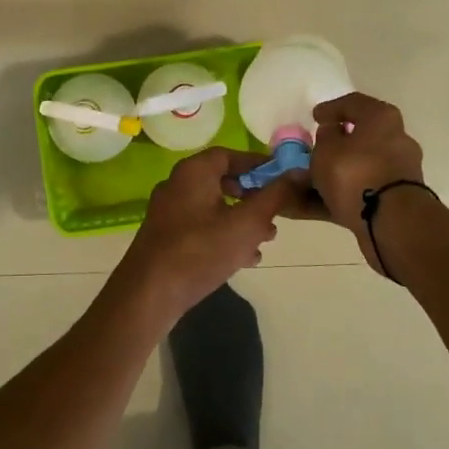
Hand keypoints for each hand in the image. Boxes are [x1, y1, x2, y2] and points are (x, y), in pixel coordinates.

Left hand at [116, 147, 302, 319]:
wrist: (150, 293)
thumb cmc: (201, 250)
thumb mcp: (247, 222)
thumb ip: (275, 196)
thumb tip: (298, 173)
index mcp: (193, 172)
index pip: (229, 155)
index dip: (258, 164)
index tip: (282, 178)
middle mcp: (177, 185)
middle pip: (222, 181)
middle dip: (253, 196)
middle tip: (276, 211)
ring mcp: (169, 212)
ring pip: (214, 207)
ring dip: (242, 220)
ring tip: (266, 239)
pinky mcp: (166, 237)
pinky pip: (202, 227)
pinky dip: (224, 235)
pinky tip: (245, 258)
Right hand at [305, 92, 428, 273]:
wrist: (391, 222)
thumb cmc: (356, 172)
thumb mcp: (327, 149)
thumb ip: (325, 137)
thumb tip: (332, 134)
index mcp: (382, 119)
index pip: (354, 104)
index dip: (331, 109)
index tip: (314, 117)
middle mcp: (394, 141)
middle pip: (357, 139)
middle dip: (331, 146)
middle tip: (309, 150)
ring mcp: (394, 174)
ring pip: (354, 169)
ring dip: (327, 175)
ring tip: (298, 184)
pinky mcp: (390, 201)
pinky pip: (355, 192)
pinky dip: (332, 196)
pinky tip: (305, 205)